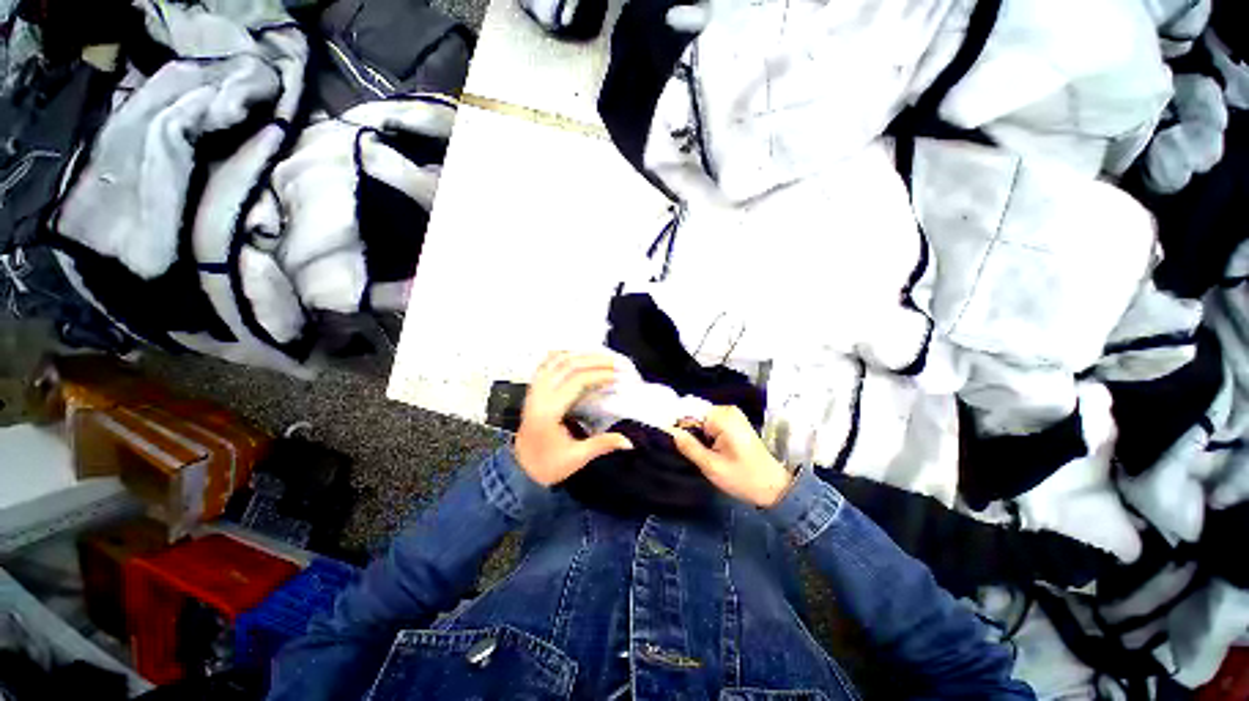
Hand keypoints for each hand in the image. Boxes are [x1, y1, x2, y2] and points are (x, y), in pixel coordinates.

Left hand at [514, 352, 633, 486]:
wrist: (521, 469)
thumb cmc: (547, 465)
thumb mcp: (576, 458)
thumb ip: (602, 445)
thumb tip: (629, 442)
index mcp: (548, 411)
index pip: (576, 381)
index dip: (598, 374)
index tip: (617, 375)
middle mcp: (539, 395)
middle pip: (567, 365)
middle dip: (593, 360)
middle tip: (615, 362)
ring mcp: (534, 390)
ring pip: (555, 360)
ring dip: (580, 355)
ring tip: (601, 356)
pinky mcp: (533, 390)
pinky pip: (546, 364)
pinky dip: (562, 355)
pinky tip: (577, 355)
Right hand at [666, 406, 793, 507]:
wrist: (774, 487)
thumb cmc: (744, 478)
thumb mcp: (711, 466)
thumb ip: (688, 446)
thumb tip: (669, 431)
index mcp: (722, 417)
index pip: (688, 410)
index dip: (675, 423)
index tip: (666, 436)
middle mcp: (727, 410)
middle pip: (694, 413)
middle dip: (686, 429)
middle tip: (683, 449)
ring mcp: (731, 415)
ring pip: (700, 418)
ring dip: (695, 432)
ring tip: (695, 451)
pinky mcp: (733, 422)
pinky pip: (710, 422)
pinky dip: (704, 434)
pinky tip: (706, 448)